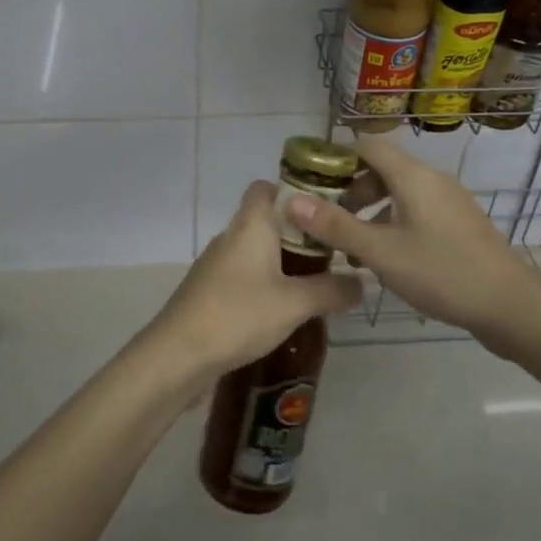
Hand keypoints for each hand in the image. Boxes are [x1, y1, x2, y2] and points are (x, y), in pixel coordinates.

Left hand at [150, 181, 360, 384]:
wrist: (178, 354)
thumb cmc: (239, 314)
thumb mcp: (295, 304)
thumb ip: (331, 290)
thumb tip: (362, 282)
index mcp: (251, 224)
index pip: (266, 187)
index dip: (293, 192)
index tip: (325, 211)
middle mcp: (231, 236)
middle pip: (266, 219)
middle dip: (298, 233)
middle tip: (332, 253)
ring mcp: (216, 263)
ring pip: (255, 249)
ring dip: (282, 261)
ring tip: (315, 282)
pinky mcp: (209, 289)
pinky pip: (244, 274)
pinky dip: (264, 282)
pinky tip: (283, 309)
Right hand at [283, 136, 540, 348]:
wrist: (511, 305)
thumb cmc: (441, 272)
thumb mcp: (380, 252)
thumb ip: (335, 226)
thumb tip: (290, 200)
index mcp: (413, 176)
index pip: (368, 146)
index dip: (337, 157)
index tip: (311, 181)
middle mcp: (432, 179)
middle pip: (382, 169)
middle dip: (350, 191)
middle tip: (327, 221)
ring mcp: (450, 202)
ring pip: (399, 193)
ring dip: (371, 212)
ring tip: (350, 248)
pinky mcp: (459, 224)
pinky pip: (417, 211)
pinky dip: (393, 224)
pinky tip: (385, 259)